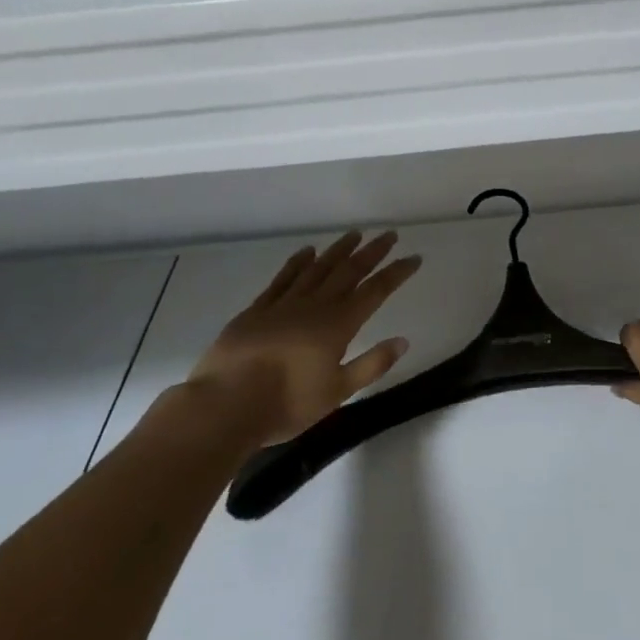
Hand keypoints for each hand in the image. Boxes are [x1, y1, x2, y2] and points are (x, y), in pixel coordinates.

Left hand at [188, 231, 421, 447]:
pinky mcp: (257, 310)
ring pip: (317, 268)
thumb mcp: (337, 392)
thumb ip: (371, 364)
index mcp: (338, 325)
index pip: (375, 291)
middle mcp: (314, 306)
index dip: (396, 273)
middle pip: (348, 271)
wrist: (225, 404)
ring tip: (354, 235)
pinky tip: (307, 252)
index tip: (414, 258)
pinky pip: (283, 278)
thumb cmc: (287, 404)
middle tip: (389, 235)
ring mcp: (284, 304)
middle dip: (372, 252)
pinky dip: (297, 262)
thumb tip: (402, 340)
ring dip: (338, 250)